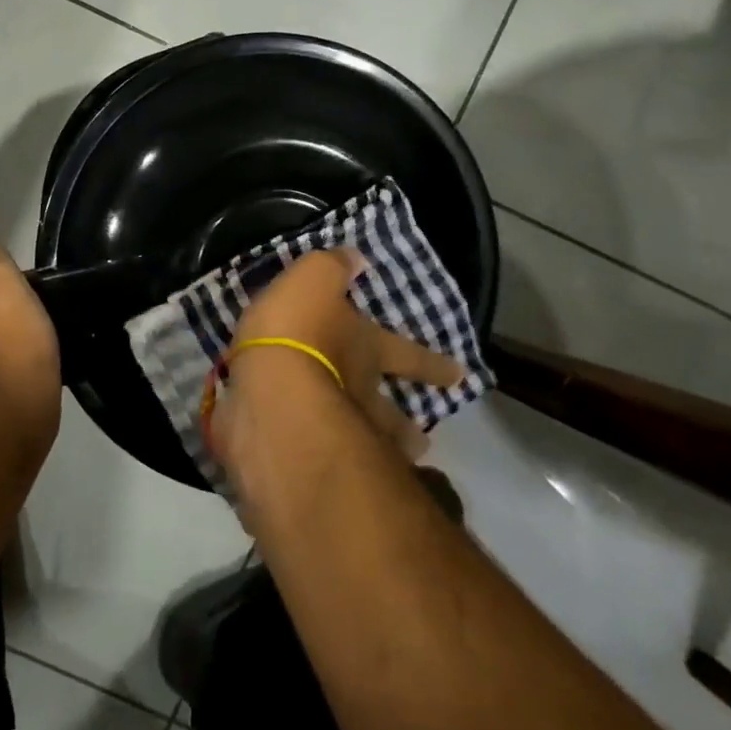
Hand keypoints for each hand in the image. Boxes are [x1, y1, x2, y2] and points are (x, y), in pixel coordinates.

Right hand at [219, 248, 461, 458]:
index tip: (459, 376)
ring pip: (367, 444)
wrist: (271, 393)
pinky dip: (325, 465)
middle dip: (407, 425)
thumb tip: (356, 258)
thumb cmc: (297, 331)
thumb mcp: (312, 279)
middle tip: (424, 441)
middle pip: (392, 412)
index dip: (430, 363)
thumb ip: (332, 267)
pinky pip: (319, 461)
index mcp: (366, 349)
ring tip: (388, 465)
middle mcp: (360, 393)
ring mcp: (336, 432)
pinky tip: (319, 471)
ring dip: (381, 451)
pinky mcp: (303, 460)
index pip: (407, 354)